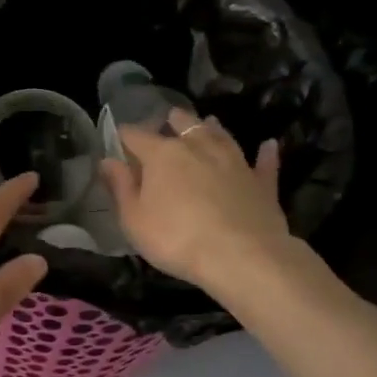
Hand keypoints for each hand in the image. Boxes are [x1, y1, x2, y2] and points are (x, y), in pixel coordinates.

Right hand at [101, 109, 290, 294]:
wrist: (243, 257)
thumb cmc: (176, 239)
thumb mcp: (134, 219)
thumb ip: (120, 187)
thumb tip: (107, 160)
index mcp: (162, 155)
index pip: (136, 136)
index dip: (124, 136)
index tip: (118, 139)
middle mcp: (198, 147)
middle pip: (183, 125)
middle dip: (172, 121)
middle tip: (167, 119)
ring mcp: (234, 161)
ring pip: (221, 136)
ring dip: (212, 128)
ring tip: (208, 122)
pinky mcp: (261, 182)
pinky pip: (264, 163)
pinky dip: (265, 154)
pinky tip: (269, 145)